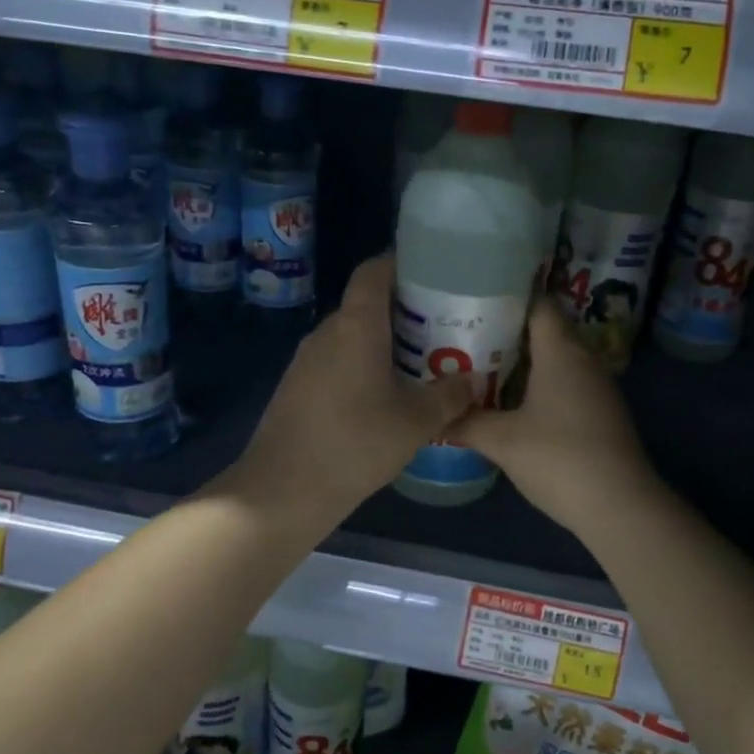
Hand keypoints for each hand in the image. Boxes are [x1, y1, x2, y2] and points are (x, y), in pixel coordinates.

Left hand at [231, 255, 474, 520]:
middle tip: (442, 329)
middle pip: (367, 305)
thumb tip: (470, 381)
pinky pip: (337, 361)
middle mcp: (327, 332)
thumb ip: (448, 396)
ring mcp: (306, 360)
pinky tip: (384, 398)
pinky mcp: (297, 387)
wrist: (283, 489)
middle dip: (404, 312)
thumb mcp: (416, 422)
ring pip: (352, 337)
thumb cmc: (355, 444)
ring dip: (383, 344)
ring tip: (419, 365)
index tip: (435, 275)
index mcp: (356, 326)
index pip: (374, 271)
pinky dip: (363, 367)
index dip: (402, 264)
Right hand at [451, 303, 661, 535]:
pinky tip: (513, 402)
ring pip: (556, 358)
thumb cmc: (558, 459)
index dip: (507, 297)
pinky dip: (540, 383)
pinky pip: (566, 382)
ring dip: (523, 360)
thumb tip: (435, 417)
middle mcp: (584, 358)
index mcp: (561, 351)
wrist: (619, 506)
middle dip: (507, 331)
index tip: (473, 300)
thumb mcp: (502, 441)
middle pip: (545, 330)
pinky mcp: (601, 411)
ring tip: (481, 366)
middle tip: (466, 335)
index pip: (538, 303)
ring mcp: (597, 386)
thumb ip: (466, 423)